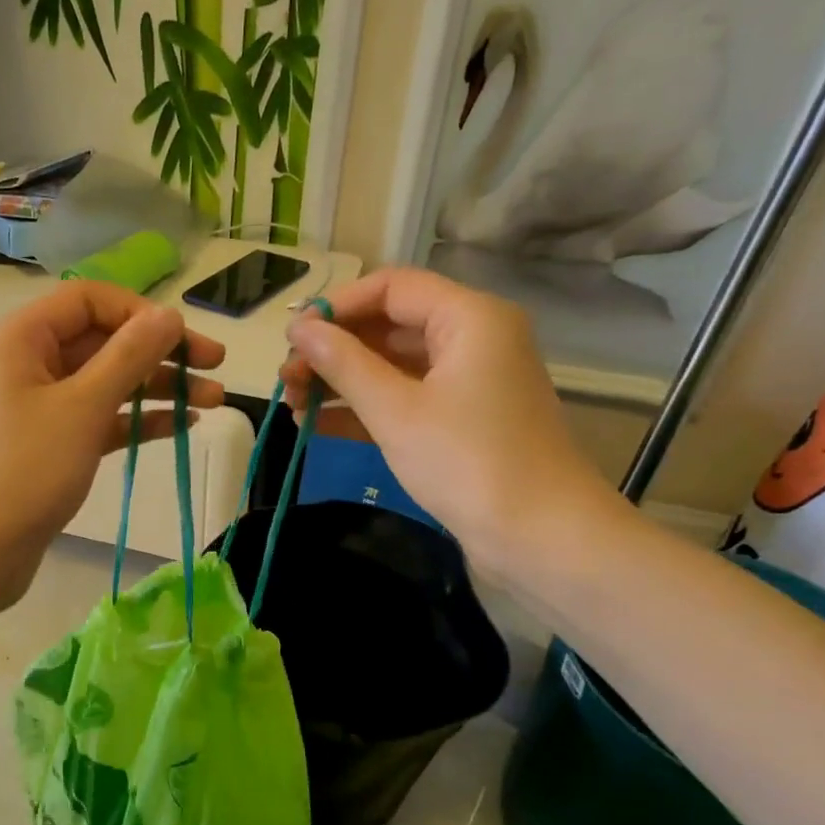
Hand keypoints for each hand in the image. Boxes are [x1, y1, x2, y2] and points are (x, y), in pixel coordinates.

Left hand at [0, 282, 224, 606]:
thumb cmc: (22, 471)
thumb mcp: (82, 407)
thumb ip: (129, 356)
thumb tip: (168, 316)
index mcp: (18, 339)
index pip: (88, 301)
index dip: (140, 313)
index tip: (184, 339)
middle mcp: (24, 364)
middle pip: (100, 341)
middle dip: (159, 354)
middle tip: (215, 368)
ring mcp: (35, 408)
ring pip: (103, 383)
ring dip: (156, 389)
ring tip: (213, 402)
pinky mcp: (48, 446)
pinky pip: (96, 419)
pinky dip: (135, 420)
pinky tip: (180, 425)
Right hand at [281, 268, 619, 575]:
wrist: (539, 537)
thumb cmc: (467, 462)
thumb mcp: (395, 410)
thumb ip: (343, 364)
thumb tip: (298, 329)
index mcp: (468, 318)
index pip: (391, 288)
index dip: (336, 306)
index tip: (291, 338)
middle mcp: (472, 339)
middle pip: (389, 325)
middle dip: (333, 350)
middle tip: (285, 378)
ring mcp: (467, 382)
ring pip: (392, 365)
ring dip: (341, 382)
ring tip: (291, 405)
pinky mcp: (461, 420)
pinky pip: (404, 399)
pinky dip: (363, 408)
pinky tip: (315, 425)